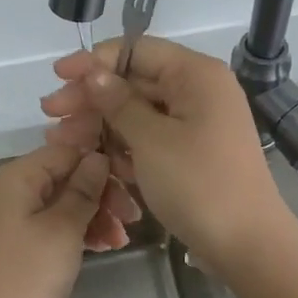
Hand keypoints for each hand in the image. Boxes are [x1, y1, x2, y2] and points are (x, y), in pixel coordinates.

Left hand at [0, 144, 116, 297]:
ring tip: (121, 239)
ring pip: (66, 201)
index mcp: (20, 175)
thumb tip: (98, 157)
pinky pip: (56, 223)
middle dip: (102, 194)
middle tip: (132, 218)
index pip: (68, 151)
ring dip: (96, 216)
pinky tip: (105, 246)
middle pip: (68, 176)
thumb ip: (83, 189)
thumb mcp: (63, 228)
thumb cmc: (27, 273)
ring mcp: (18, 214)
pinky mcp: (23, 239)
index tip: (131, 185)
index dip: (100, 164)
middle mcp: (16, 187)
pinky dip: (80, 231)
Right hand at [40, 36, 294, 275]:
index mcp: (196, 75)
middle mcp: (198, 91)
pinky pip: (150, 137)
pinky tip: (90, 156)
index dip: (94, 61)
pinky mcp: (191, 152)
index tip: (58, 75)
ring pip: (138, 113)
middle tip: (50, 113)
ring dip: (100, 124)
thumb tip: (94, 73)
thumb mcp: (151, 140)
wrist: (247, 246)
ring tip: (61, 140)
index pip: (137, 50)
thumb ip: (119, 102)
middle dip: (91, 98)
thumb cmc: (199, 184)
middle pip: (134, 82)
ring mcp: (196, 123)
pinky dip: (122, 145)